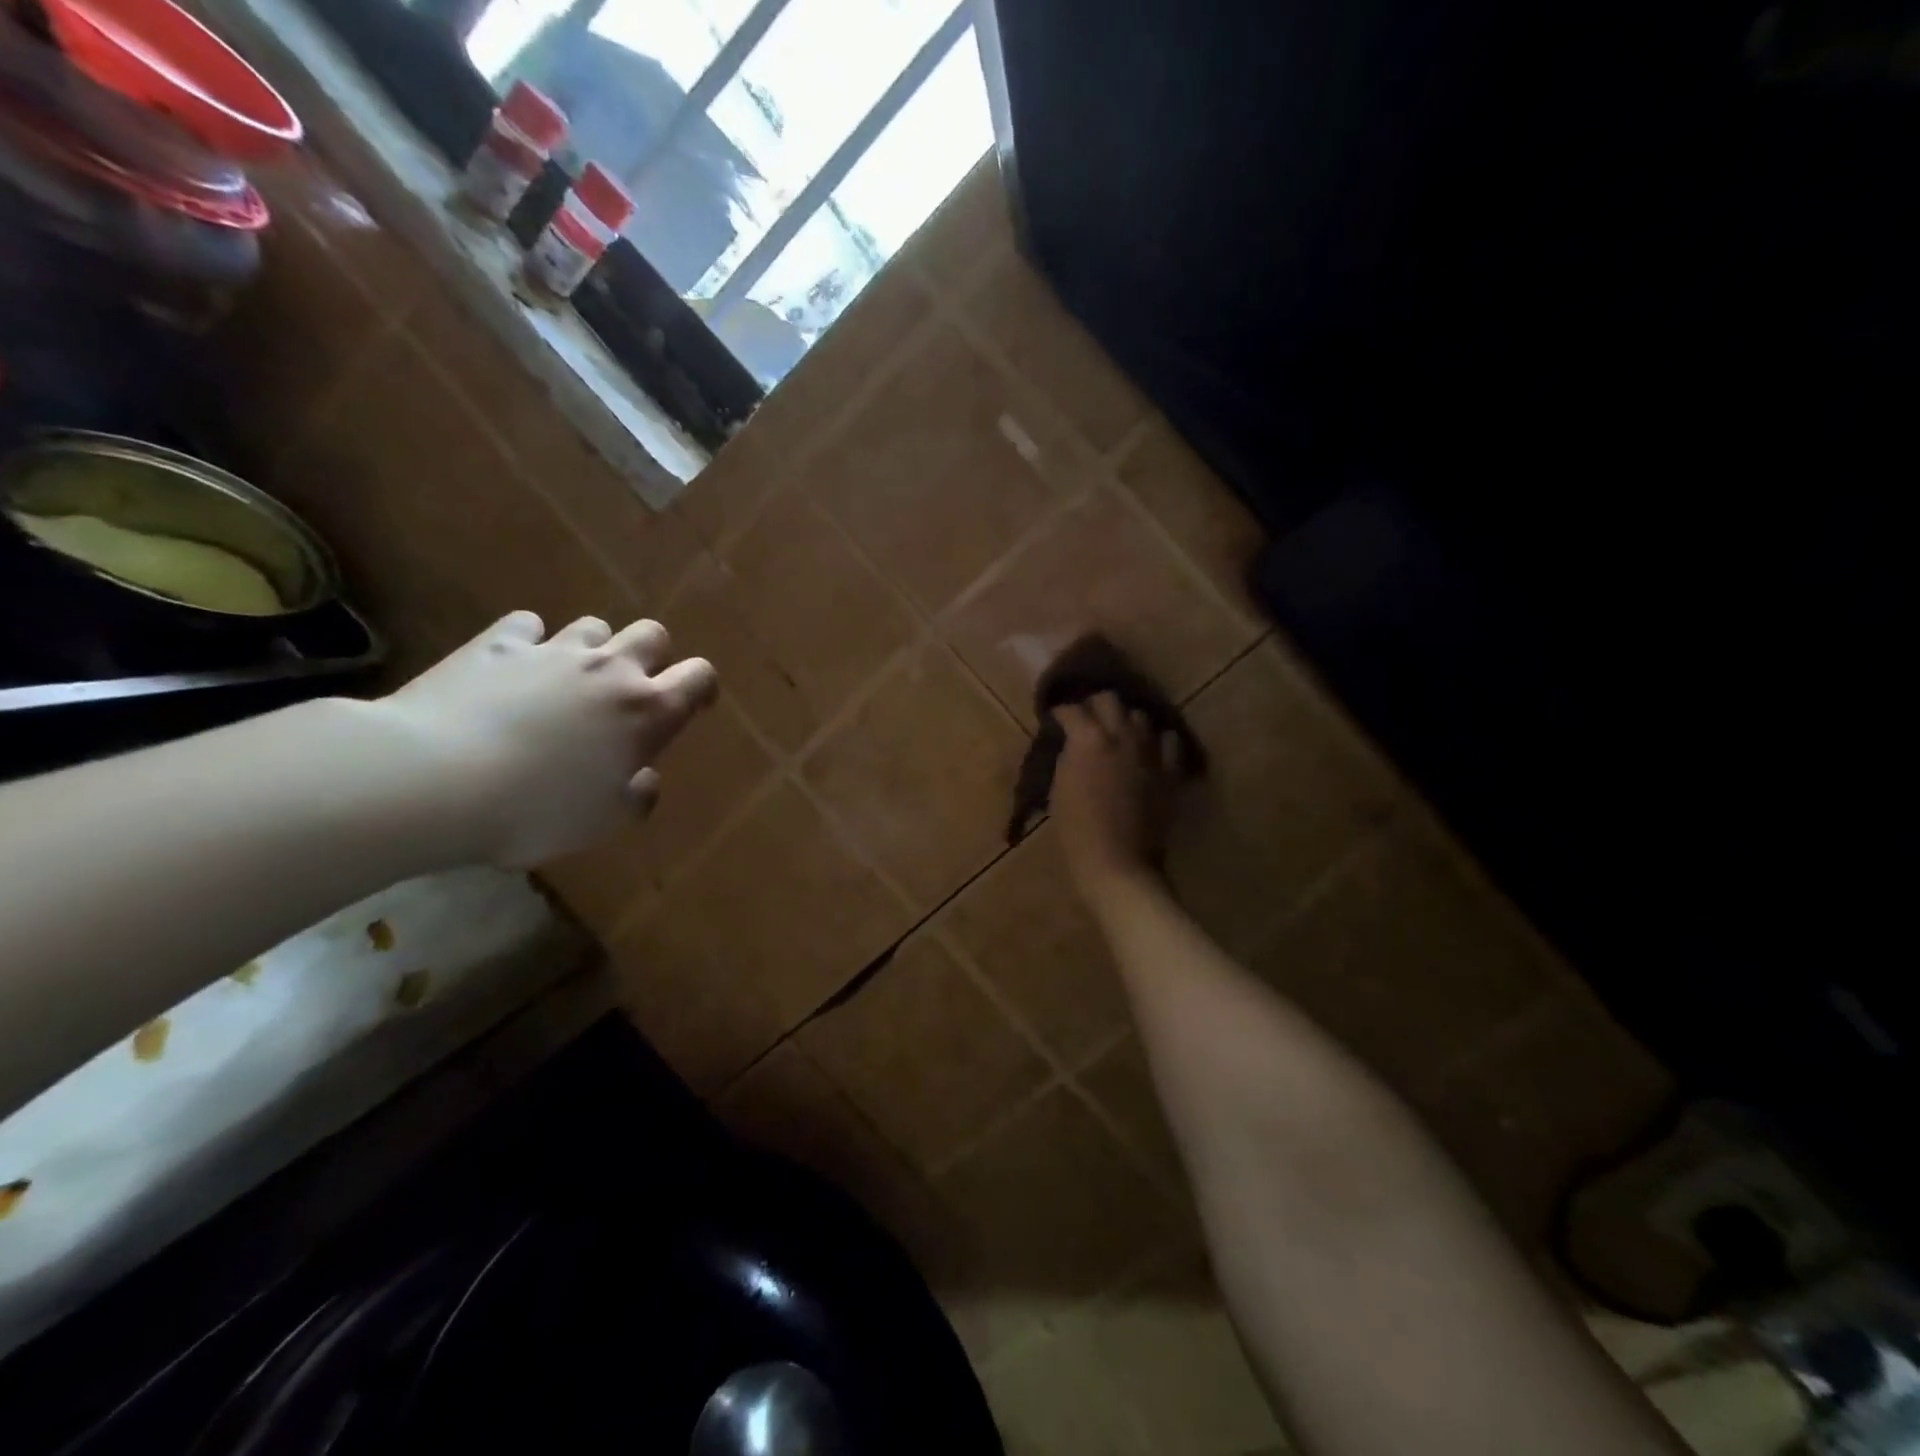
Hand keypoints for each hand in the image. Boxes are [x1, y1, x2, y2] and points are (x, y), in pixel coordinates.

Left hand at [376, 611, 717, 867]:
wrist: (435, 780)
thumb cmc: (535, 810)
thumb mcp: (601, 822)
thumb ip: (637, 798)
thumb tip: (644, 777)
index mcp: (647, 712)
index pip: (699, 677)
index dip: (701, 688)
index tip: (691, 705)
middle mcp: (610, 669)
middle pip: (652, 635)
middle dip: (650, 656)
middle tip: (628, 690)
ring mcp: (554, 651)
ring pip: (593, 626)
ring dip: (591, 648)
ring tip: (568, 679)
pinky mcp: (498, 644)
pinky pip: (527, 626)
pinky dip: (529, 641)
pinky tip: (514, 666)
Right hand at [1051, 693, 1184, 897]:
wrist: (1118, 862)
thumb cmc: (1077, 831)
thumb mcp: (1059, 789)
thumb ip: (1068, 757)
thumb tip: (1072, 745)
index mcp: (1087, 739)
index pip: (1071, 710)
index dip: (1061, 712)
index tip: (1056, 718)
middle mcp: (1120, 735)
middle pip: (1109, 699)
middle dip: (1095, 705)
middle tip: (1088, 719)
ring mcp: (1150, 751)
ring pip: (1140, 716)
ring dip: (1126, 721)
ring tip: (1119, 734)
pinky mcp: (1170, 770)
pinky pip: (1170, 742)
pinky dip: (1158, 742)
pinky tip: (1150, 751)